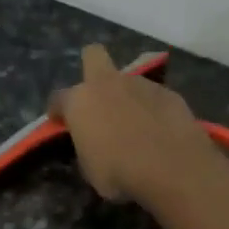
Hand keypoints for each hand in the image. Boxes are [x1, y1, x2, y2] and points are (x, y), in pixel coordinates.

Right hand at [48, 44, 220, 202]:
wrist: (170, 166)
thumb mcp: (90, 168)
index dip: (58, 110)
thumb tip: (93, 142)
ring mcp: (141, 84)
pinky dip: (154, 110)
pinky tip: (161, 131)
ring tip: (138, 125)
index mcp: (80, 101)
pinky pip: (154, 98)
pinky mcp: (169, 93)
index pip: (58, 98)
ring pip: (129, 81)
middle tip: (98, 95)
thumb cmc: (119, 172)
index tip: (61, 121)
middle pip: (93, 56)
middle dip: (92, 67)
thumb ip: (88, 146)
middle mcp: (108, 84)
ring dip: (128, 97)